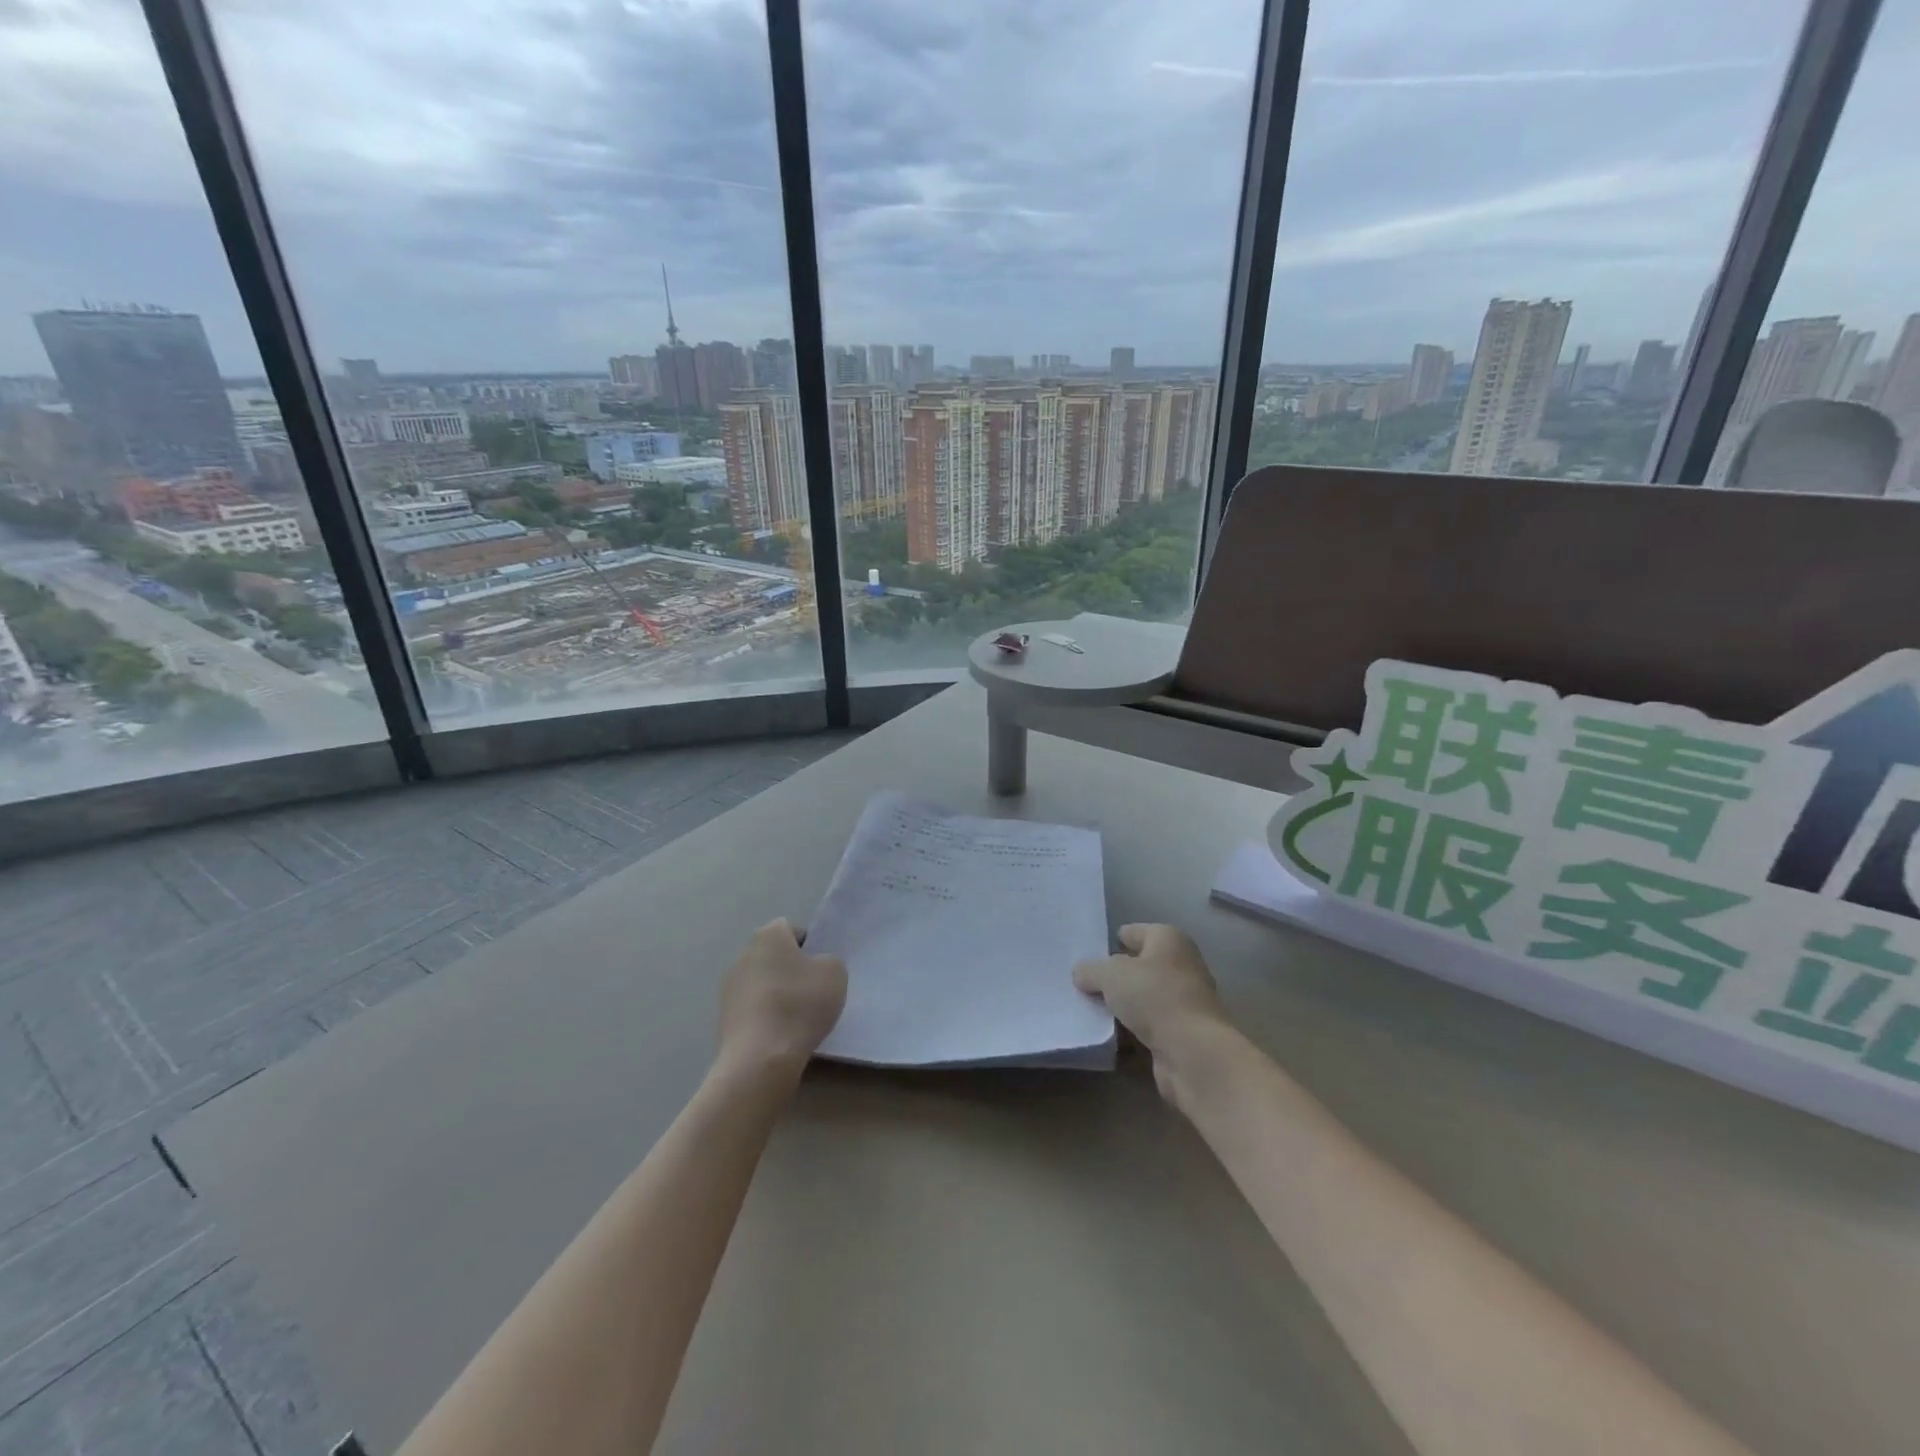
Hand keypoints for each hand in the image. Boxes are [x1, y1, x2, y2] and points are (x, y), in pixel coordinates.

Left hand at [718, 919, 846, 1077]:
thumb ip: (828, 961)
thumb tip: (815, 967)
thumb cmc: (800, 1005)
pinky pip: (753, 1008)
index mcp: (768, 935)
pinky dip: (765, 1016)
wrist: (760, 1058)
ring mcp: (729, 986)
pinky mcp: (723, 1017)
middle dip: (792, 970)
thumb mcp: (835, 973)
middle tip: (813, 992)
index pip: (792, 929)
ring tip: (797, 1018)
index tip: (821, 970)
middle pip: (775, 956)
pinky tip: (780, 1034)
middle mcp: (743, 954)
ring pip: (763, 982)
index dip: (810, 946)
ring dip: (777, 993)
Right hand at [1074, 924, 1232, 1102]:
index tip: (1089, 953)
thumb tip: (1082, 973)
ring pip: (1144, 997)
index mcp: (1168, 939)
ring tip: (1091, 1011)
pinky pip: (1149, 1025)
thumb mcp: (1110, 975)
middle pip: (1140, 965)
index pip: (1135, 932)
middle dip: (1115, 975)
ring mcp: (1185, 1000)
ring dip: (1123, 1005)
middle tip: (1085, 983)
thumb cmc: (1153, 997)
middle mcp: (1181, 964)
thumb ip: (1090, 970)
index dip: (1113, 940)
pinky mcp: (1183, 1032)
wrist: (1193, 1052)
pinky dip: (1132, 1030)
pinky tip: (1110, 1036)